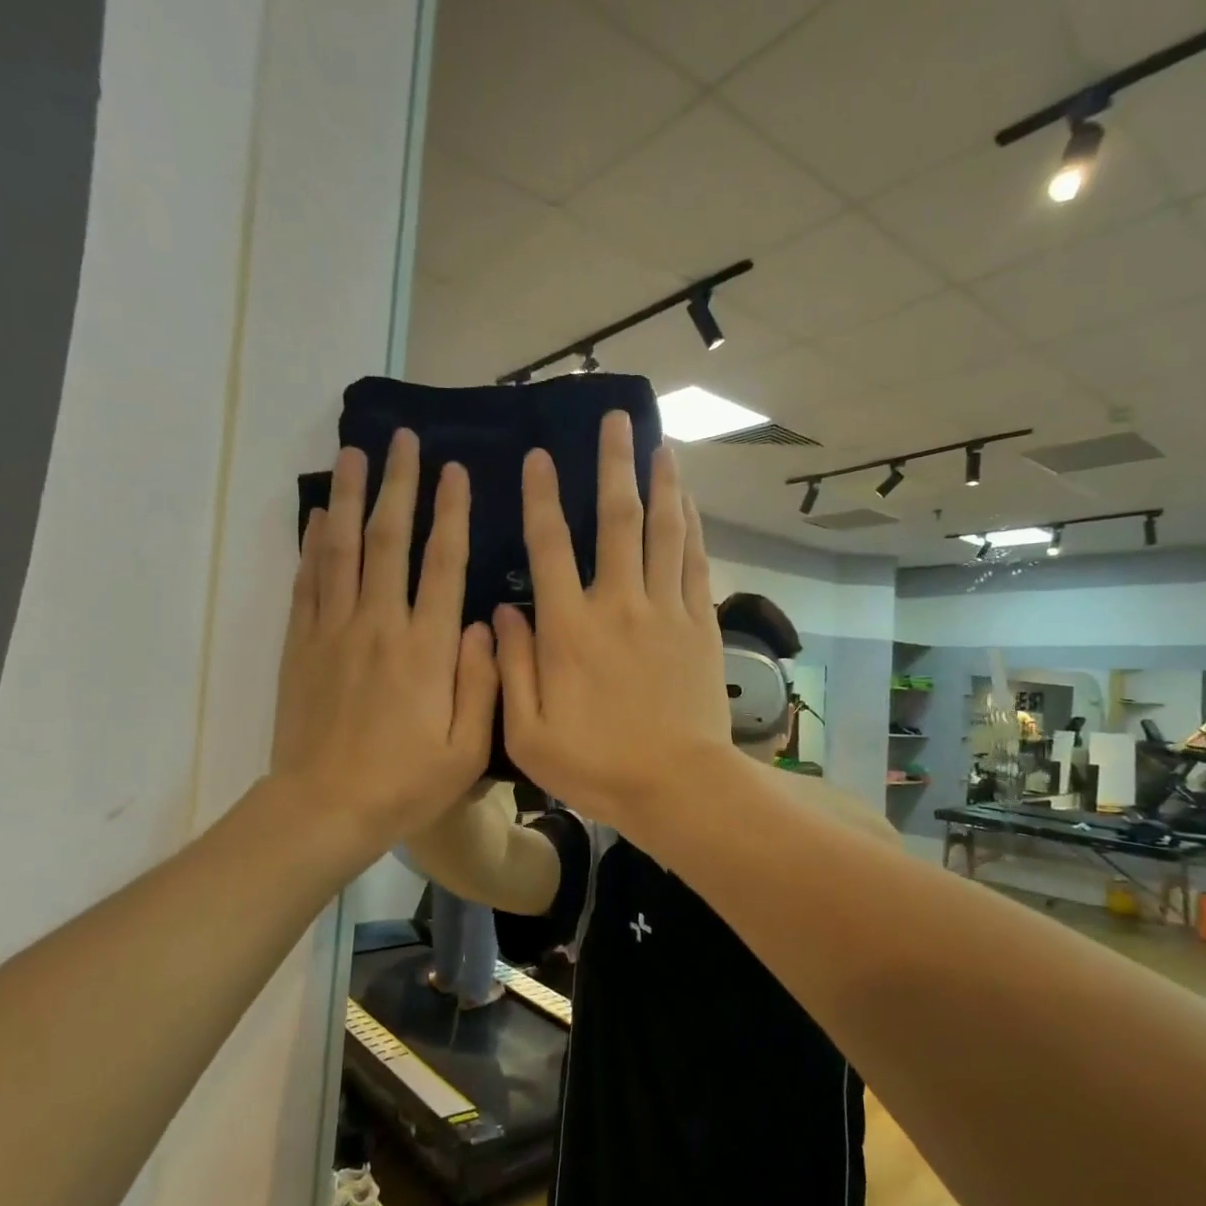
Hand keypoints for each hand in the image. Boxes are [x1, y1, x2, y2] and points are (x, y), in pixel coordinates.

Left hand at [270, 429, 497, 854]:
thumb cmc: (406, 783)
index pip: (442, 564)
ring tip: (354, 454)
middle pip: (388, 540)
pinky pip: (306, 582)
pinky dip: (312, 545)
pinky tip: (318, 516)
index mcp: (426, 648)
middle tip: (402, 441)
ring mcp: (333, 631)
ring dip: (349, 498)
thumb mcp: (467, 748)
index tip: (454, 472)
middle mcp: (379, 625)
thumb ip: (483, 681)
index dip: (450, 514)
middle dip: (398, 486)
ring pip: (341, 550)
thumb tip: (486, 623)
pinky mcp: (301, 645)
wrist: (324, 809)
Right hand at [494, 411, 734, 829]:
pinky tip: (689, 502)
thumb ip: (511, 667)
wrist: (677, 785)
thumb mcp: (529, 732)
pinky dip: (692, 527)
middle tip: (616, 419)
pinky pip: (695, 563)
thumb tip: (505, 610)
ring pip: (664, 531)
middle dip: (614, 465)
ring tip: (661, 443)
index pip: (549, 547)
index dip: (542, 498)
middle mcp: (619, 605)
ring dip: (662, 483)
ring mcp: (666, 611)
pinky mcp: (700, 625)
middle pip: (617, 520)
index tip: (540, 458)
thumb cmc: (596, 765)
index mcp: (569, 630)